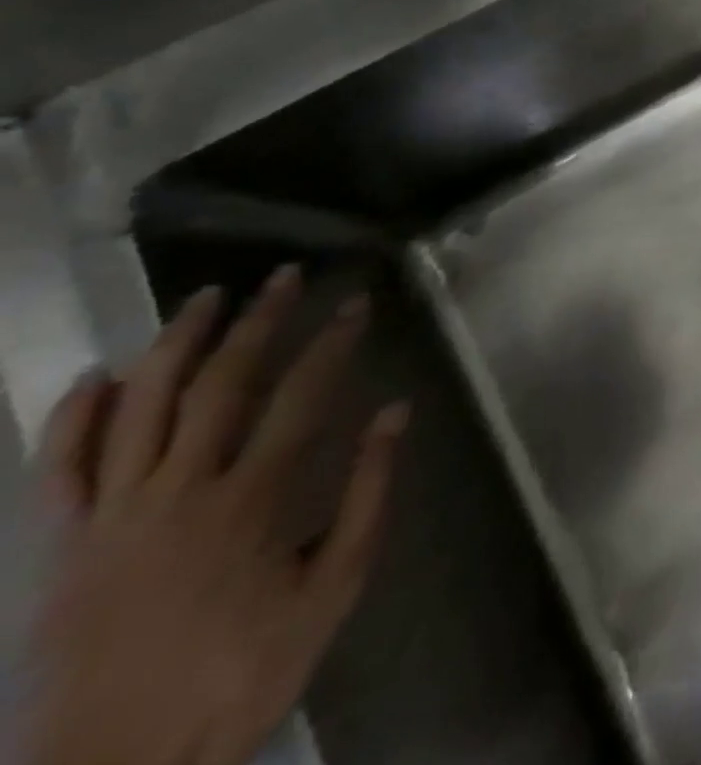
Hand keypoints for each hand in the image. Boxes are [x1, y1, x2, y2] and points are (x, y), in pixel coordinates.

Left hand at [22, 267, 407, 764]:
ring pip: (139, 408)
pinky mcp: (57, 548)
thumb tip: (395, 413)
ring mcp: (107, 518)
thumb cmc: (242, 671)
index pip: (302, 395)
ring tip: (203, 298)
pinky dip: (74, 416)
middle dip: (258, 322)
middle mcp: (177, 492)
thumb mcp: (333, 588)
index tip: (355, 304)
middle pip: (220, 384)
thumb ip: (366, 493)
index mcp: (249, 501)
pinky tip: (98, 375)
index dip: (332, 342)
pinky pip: (58, 469)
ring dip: (175, 344)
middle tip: (284, 277)